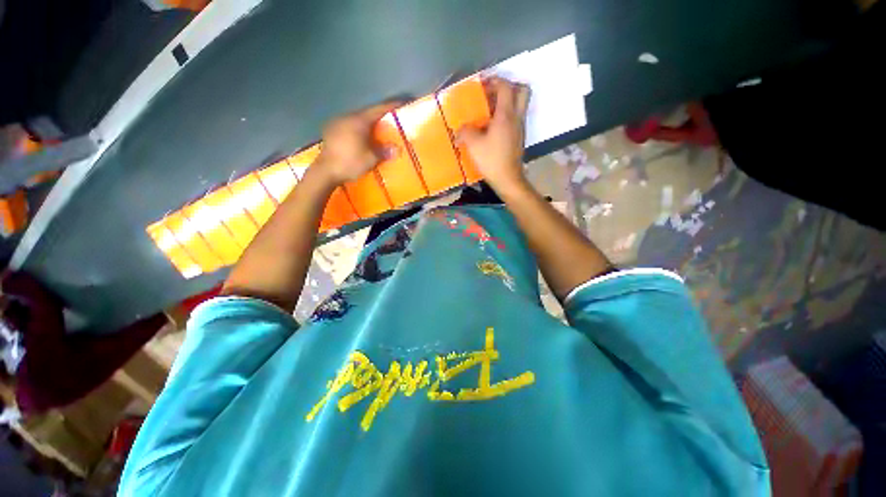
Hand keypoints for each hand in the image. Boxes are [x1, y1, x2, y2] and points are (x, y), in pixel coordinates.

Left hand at [314, 101, 403, 185]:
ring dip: (367, 124)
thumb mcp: (371, 159)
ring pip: (357, 119)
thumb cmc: (350, 163)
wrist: (325, 171)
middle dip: (379, 116)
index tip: (401, 103)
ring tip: (376, 130)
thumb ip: (384, 152)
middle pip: (367, 113)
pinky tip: (361, 137)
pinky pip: (349, 126)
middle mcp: (347, 117)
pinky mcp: (330, 131)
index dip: (390, 106)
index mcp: (359, 121)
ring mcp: (337, 123)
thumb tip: (395, 149)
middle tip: (390, 120)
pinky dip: (358, 129)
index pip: (378, 109)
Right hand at [458, 77, 530, 193]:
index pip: (505, 86)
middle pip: (522, 90)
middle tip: (492, 94)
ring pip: (520, 104)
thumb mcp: (473, 145)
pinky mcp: (519, 138)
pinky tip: (492, 127)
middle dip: (508, 86)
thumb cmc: (491, 160)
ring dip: (507, 101)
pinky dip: (506, 115)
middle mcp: (517, 117)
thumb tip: (459, 130)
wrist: (508, 179)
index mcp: (506, 114)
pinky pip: (516, 118)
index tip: (482, 85)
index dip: (494, 80)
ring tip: (489, 110)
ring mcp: (520, 128)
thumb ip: (465, 132)